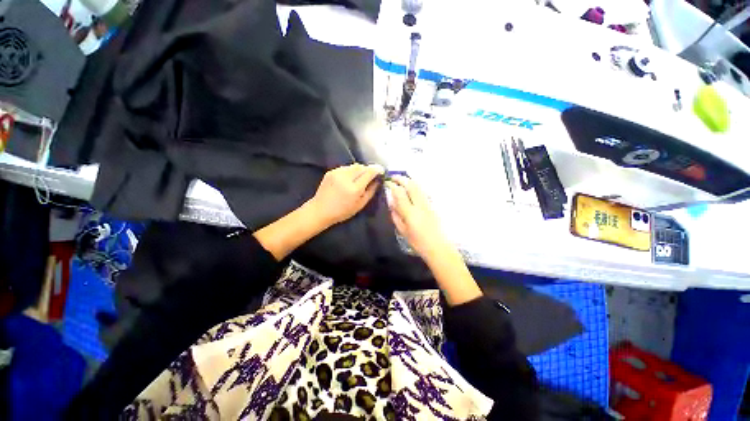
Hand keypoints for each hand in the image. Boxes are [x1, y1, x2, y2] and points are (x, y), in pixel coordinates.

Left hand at [309, 163, 384, 226]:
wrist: (320, 210)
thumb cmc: (342, 211)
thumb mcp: (360, 205)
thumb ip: (370, 191)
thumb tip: (378, 181)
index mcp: (354, 188)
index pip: (369, 172)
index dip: (376, 170)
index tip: (381, 170)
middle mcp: (346, 178)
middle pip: (361, 167)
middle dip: (368, 169)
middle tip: (371, 175)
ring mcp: (337, 173)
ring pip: (353, 166)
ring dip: (359, 169)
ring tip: (360, 177)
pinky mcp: (331, 172)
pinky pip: (345, 168)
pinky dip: (351, 171)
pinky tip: (349, 179)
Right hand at [386, 176, 450, 260]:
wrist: (438, 247)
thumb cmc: (418, 242)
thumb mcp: (402, 230)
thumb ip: (396, 215)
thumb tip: (391, 203)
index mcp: (410, 213)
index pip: (400, 193)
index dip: (393, 185)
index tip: (387, 182)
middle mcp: (420, 205)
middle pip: (411, 185)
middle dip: (401, 178)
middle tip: (394, 176)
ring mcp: (428, 204)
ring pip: (418, 186)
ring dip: (409, 180)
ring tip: (402, 179)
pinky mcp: (432, 205)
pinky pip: (422, 191)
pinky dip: (415, 186)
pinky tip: (411, 188)